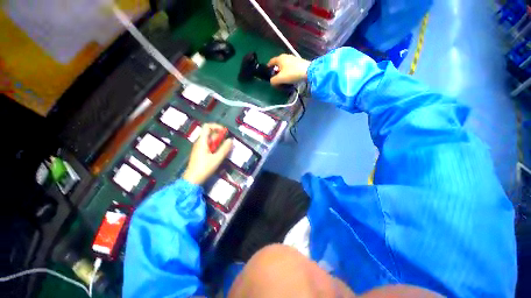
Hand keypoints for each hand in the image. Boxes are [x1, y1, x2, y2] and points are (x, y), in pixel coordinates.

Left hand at [182, 123, 232, 184]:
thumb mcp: (217, 158)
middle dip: (220, 137)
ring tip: (225, 150)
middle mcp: (200, 142)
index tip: (225, 131)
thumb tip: (231, 140)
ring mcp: (199, 148)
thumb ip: (225, 148)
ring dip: (219, 143)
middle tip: (228, 143)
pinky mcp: (200, 153)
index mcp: (202, 141)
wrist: (192, 180)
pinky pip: (209, 146)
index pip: (207, 127)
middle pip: (210, 134)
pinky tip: (219, 154)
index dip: (216, 126)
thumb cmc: (204, 168)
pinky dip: (215, 147)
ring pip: (210, 141)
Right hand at [267, 54, 310, 85]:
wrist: (308, 71)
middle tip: (275, 77)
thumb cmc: (292, 73)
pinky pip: (290, 67)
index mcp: (280, 58)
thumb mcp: (280, 79)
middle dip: (276, 70)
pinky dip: (288, 72)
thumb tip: (272, 82)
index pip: (271, 61)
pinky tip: (289, 77)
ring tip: (282, 79)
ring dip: (282, 72)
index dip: (268, 66)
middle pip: (278, 63)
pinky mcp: (298, 63)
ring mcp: (293, 59)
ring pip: (284, 65)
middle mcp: (286, 56)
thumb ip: (273, 81)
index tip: (267, 71)